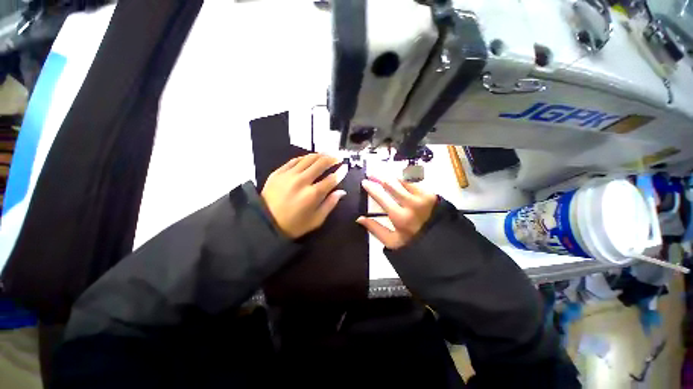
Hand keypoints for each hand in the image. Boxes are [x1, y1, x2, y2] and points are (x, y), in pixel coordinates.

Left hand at [261, 154, 347, 238]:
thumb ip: (330, 204)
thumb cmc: (294, 224)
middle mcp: (302, 181)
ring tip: (327, 154)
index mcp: (313, 194)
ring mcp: (289, 175)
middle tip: (339, 156)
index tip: (346, 167)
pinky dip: (305, 157)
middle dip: (332, 158)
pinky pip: (294, 160)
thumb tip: (341, 191)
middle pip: (321, 163)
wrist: (265, 222)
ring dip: (320, 155)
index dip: (340, 172)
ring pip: (308, 159)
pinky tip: (310, 157)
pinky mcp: (278, 172)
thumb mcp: (316, 220)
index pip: (331, 179)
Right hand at [357, 175, 436, 248]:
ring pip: (403, 180)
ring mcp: (423, 197)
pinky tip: (398, 177)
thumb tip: (360, 218)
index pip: (382, 197)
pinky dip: (405, 178)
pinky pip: (415, 181)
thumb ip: (375, 229)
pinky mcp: (431, 194)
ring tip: (383, 174)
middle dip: (379, 177)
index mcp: (400, 216)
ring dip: (391, 176)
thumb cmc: (414, 244)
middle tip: (371, 173)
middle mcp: (411, 204)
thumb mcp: (392, 242)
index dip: (371, 188)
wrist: (442, 243)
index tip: (364, 182)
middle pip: (391, 184)